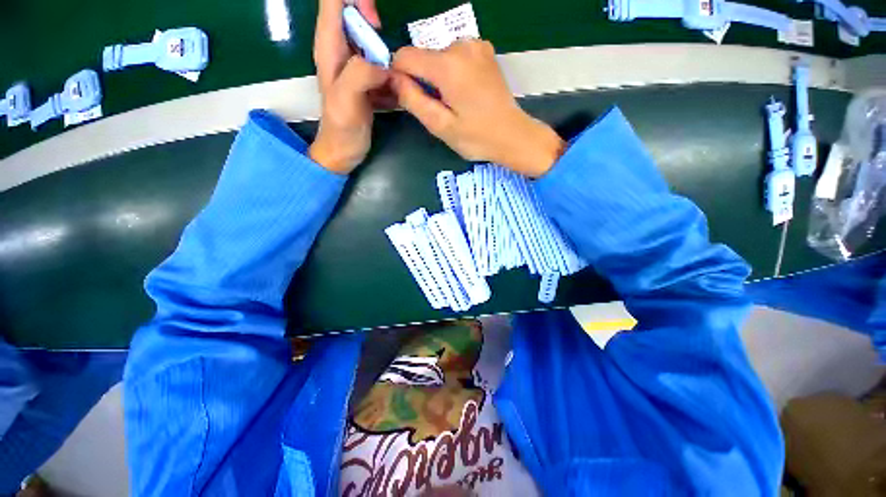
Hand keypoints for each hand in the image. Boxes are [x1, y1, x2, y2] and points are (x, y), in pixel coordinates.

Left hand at [309, 0, 388, 173]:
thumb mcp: (346, 100)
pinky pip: (383, 66)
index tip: (376, 25)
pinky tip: (395, 94)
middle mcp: (342, 49)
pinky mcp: (367, 80)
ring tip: (395, 84)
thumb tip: (384, 65)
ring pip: (374, 42)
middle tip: (391, 63)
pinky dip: (393, 74)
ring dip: (390, 56)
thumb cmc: (341, 128)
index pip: (335, 1)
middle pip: (357, 16)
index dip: (357, 1)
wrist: (343, 151)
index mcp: (330, 45)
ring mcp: (356, 65)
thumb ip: (360, 73)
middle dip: (378, 30)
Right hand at [391, 40, 564, 176]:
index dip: (400, 77)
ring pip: (439, 58)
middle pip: (423, 57)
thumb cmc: (476, 137)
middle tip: (440, 109)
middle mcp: (461, 45)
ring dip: (439, 79)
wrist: (513, 135)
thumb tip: (393, 79)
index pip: (404, 56)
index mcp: (447, 65)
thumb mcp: (440, 126)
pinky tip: (466, 93)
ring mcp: (476, 45)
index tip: (410, 99)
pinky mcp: (485, 51)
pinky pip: (456, 57)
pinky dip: (453, 73)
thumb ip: (413, 100)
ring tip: (455, 104)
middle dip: (424, 81)